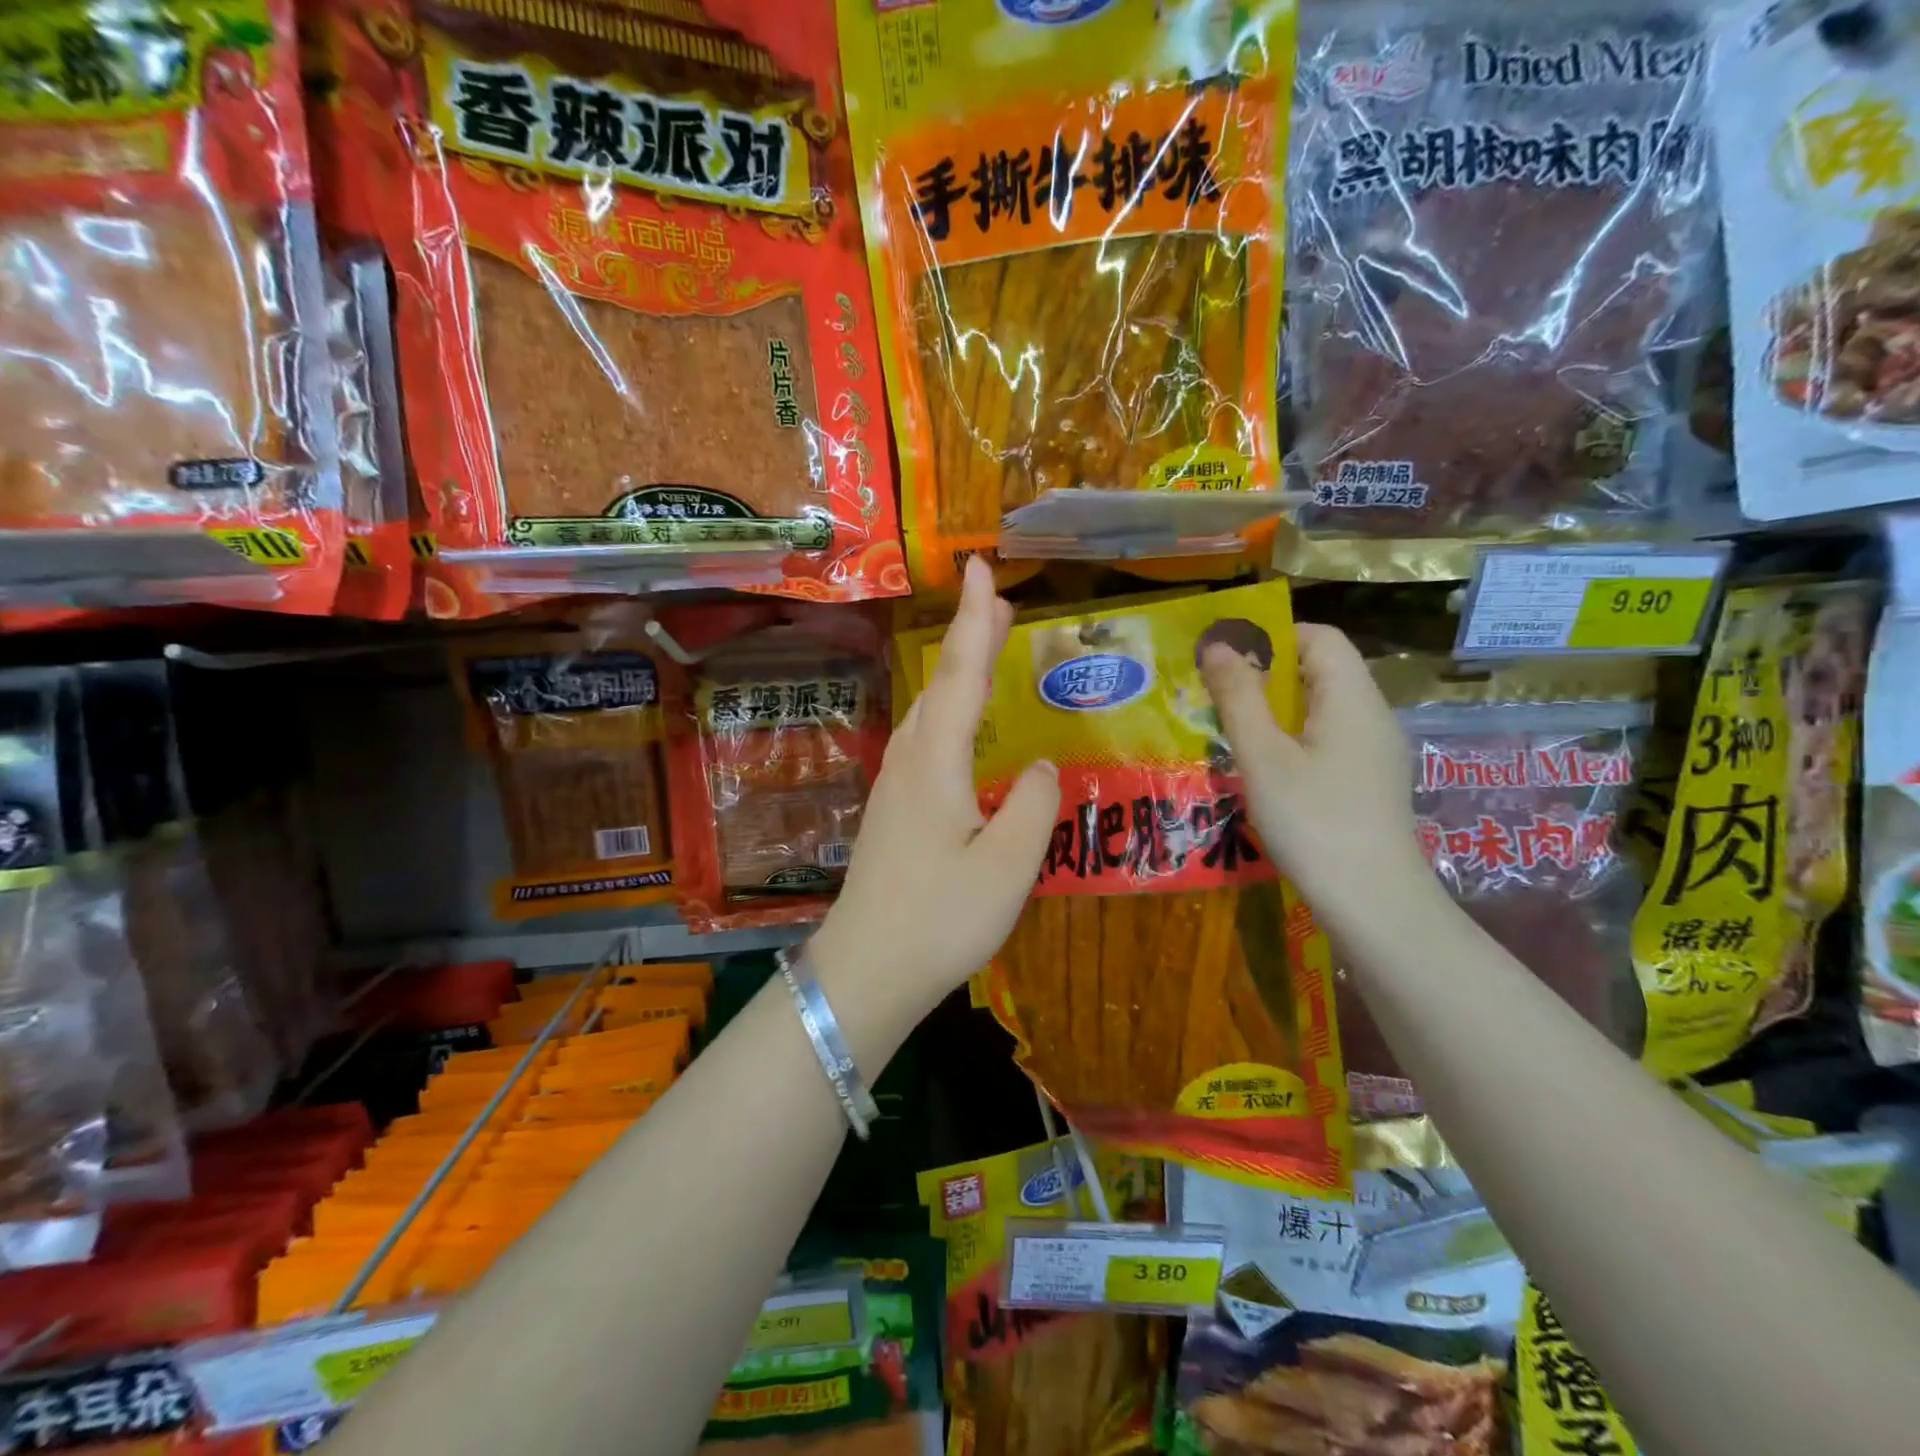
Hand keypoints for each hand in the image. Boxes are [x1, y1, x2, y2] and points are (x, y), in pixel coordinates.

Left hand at [810, 556, 1059, 1011]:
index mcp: (936, 762)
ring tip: (986, 650)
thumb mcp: (1008, 866)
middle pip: (942, 685)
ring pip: (930, 712)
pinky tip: (963, 731)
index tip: (980, 566)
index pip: (961, 673)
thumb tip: (1041, 765)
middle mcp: (909, 761)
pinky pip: (926, 741)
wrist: (867, 971)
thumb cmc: (940, 919)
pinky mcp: (893, 811)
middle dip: (969, 638)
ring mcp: (895, 786)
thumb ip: (1033, 806)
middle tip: (998, 601)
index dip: (975, 618)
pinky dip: (950, 714)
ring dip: (959, 675)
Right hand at [1201, 623, 1436, 936]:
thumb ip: (1239, 697)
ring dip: (1277, 710)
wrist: (1373, 903)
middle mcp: (1373, 715)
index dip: (1272, 636)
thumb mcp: (1263, 757)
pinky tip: (1265, 770)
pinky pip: (1329, 739)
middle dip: (1267, 675)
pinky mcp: (1371, 782)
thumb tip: (1218, 645)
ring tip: (1232, 732)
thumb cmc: (1314, 821)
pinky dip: (1294, 739)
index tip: (1226, 657)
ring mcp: (1376, 751)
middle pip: (1322, 671)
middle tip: (1218, 697)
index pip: (1320, 637)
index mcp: (1352, 697)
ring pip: (1323, 709)